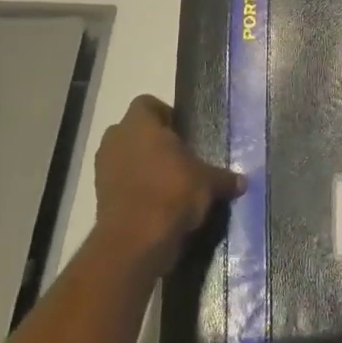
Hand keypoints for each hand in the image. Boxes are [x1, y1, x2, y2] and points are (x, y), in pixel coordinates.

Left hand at [89, 95, 243, 274]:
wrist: (137, 239)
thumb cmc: (174, 193)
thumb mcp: (209, 182)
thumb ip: (224, 178)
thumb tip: (242, 182)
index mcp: (140, 124)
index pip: (147, 104)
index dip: (165, 115)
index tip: (182, 132)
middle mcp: (116, 139)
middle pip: (133, 131)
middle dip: (152, 141)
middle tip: (177, 157)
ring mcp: (102, 167)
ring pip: (124, 156)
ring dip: (141, 165)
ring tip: (168, 182)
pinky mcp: (99, 195)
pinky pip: (119, 181)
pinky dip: (134, 187)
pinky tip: (156, 203)